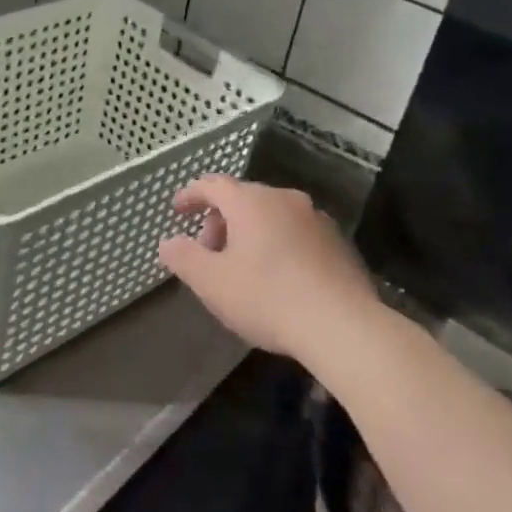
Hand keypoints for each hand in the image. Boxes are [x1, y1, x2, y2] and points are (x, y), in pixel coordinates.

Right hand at [158, 176, 375, 361]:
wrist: (343, 327)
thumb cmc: (267, 298)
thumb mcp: (211, 282)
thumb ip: (183, 257)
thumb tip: (168, 242)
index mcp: (251, 202)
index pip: (212, 185)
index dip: (191, 195)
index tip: (177, 210)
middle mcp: (285, 199)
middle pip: (242, 199)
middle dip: (219, 221)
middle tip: (208, 253)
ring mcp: (316, 219)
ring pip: (271, 216)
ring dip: (249, 233)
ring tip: (242, 268)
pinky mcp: (339, 243)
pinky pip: (296, 233)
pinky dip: (277, 244)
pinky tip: (278, 278)